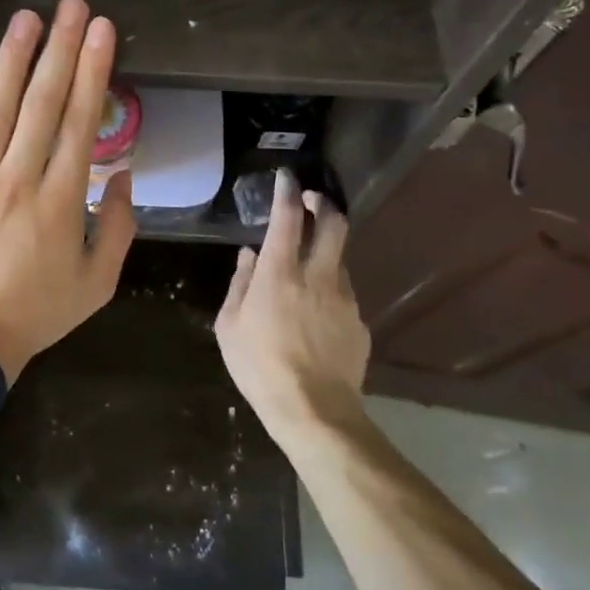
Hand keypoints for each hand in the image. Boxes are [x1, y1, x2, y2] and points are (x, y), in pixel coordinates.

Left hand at [0, 0, 136, 383]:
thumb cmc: (38, 312)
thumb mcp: (99, 284)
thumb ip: (119, 228)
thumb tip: (123, 175)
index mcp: (61, 202)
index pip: (82, 123)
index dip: (94, 72)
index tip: (103, 32)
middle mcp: (17, 181)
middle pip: (42, 104)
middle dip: (61, 50)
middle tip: (72, 7)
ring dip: (13, 62)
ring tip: (26, 20)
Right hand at [213, 171, 370, 446]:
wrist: (314, 412)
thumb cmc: (260, 367)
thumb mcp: (230, 325)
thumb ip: (240, 283)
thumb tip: (249, 255)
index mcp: (281, 273)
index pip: (289, 217)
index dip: (288, 191)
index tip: (286, 177)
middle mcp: (318, 276)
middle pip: (334, 224)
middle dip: (323, 204)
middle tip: (310, 202)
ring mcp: (345, 299)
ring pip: (339, 259)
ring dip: (324, 251)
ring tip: (305, 269)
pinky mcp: (359, 323)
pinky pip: (343, 294)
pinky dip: (329, 290)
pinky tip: (315, 314)